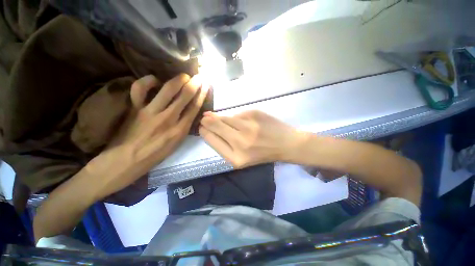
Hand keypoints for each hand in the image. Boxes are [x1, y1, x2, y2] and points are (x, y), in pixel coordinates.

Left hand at [91, 74, 208, 197]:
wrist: (127, 160)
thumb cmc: (155, 154)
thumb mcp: (177, 143)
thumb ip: (185, 127)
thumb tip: (190, 113)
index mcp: (180, 130)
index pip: (194, 107)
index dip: (202, 94)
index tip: (206, 85)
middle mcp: (168, 118)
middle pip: (185, 96)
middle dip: (195, 84)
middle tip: (199, 76)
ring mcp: (150, 111)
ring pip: (168, 90)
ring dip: (178, 80)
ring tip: (184, 76)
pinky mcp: (135, 108)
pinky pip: (140, 89)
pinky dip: (148, 81)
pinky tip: (155, 79)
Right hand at [199, 110, 303, 167]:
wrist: (286, 143)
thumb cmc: (263, 154)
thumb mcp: (242, 158)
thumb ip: (224, 145)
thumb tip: (209, 127)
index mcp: (235, 158)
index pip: (211, 140)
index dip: (204, 131)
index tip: (201, 127)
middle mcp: (240, 142)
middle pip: (215, 125)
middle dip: (207, 121)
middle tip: (204, 118)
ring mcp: (248, 126)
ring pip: (225, 117)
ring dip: (219, 117)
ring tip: (216, 117)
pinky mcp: (254, 114)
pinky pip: (237, 114)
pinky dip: (235, 117)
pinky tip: (240, 121)